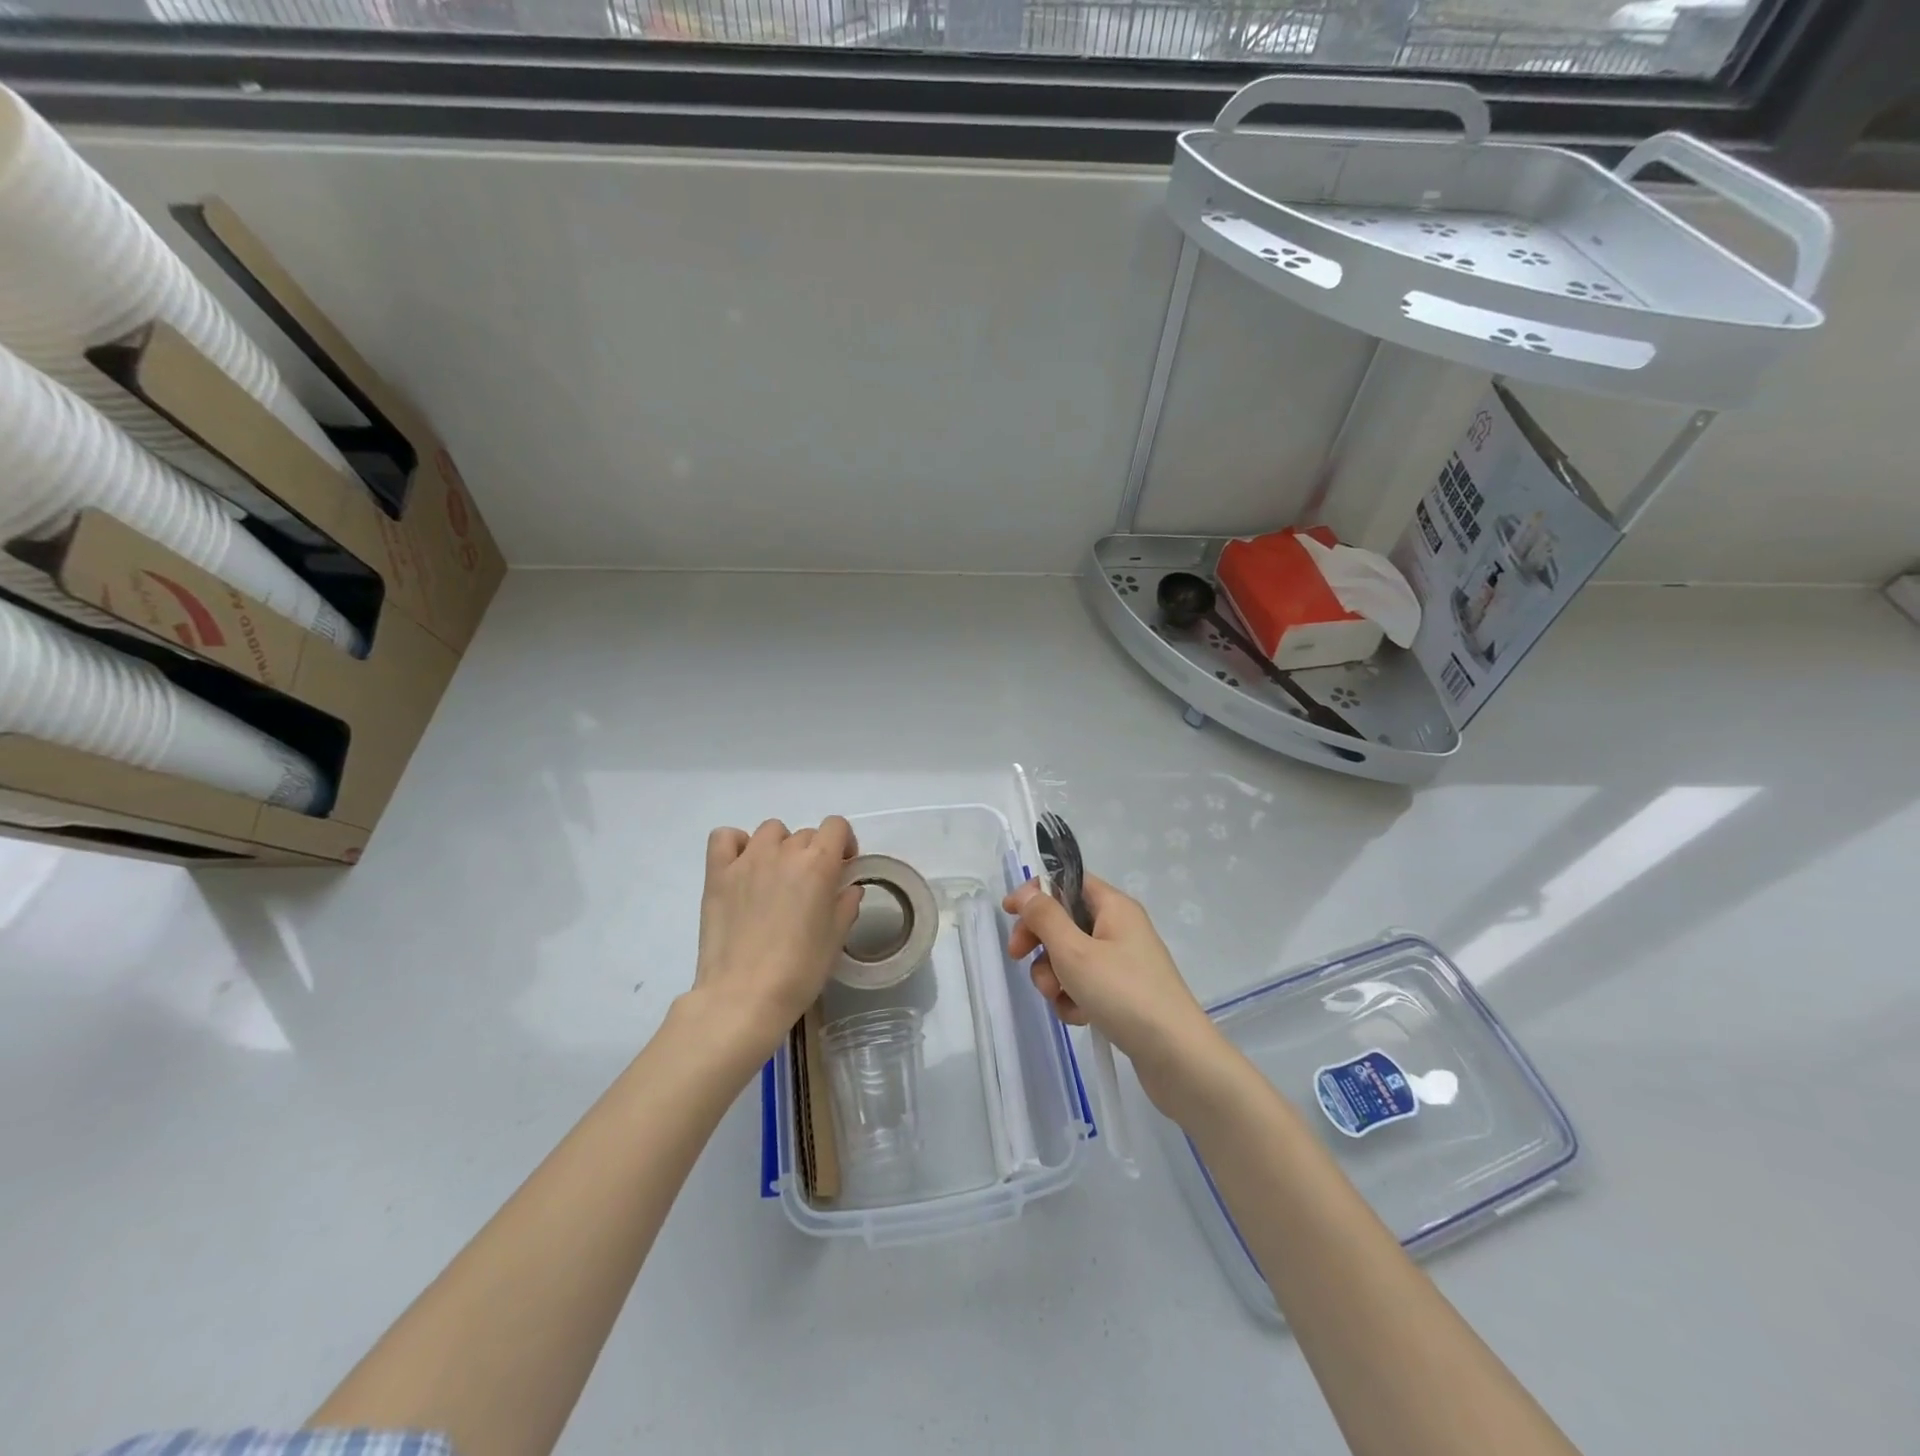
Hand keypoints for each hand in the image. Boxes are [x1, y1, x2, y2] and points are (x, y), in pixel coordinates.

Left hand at [690, 817, 860, 1060]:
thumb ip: (846, 905)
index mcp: (818, 864)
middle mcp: (783, 852)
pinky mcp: (717, 874)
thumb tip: (848, 889)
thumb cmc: (800, 970)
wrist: (744, 996)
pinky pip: (725, 838)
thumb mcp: (836, 939)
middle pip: (805, 834)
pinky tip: (743, 867)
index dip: (844, 843)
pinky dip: (737, 844)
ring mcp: (746, 860)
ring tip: (776, 877)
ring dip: (780, 846)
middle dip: (814, 854)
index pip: (836, 826)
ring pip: (770, 831)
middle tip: (809, 888)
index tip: (843, 867)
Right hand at [1003, 874, 1221, 1111]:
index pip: (1067, 882)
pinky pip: (1086, 985)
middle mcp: (1120, 928)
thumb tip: (1028, 893)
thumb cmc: (1124, 994)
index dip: (1036, 892)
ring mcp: (1123, 962)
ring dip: (1054, 976)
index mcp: (1114, 906)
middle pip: (1065, 920)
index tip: (1009, 913)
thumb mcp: (1074, 952)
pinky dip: (1074, 998)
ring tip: (1059, 998)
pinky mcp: (1123, 994)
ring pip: (1071, 957)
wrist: (1177, 1057)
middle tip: (1019, 958)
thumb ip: (1046, 918)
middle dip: (1040, 942)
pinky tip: (1079, 1017)